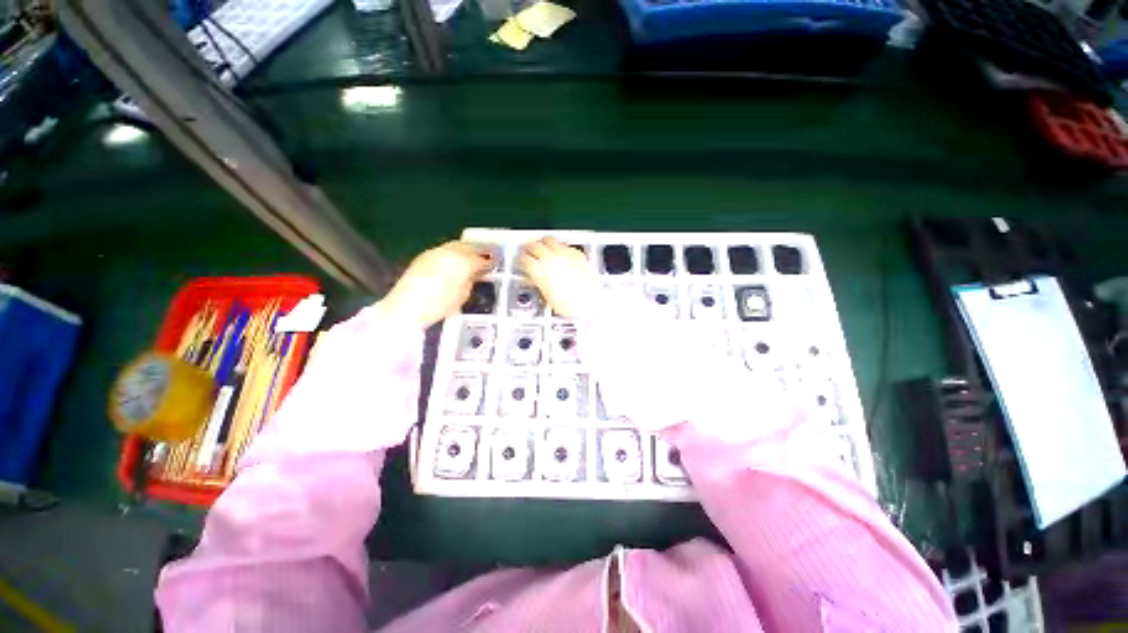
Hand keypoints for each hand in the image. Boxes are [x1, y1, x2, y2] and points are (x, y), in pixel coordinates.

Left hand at [376, 241, 493, 327]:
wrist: (405, 308)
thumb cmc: (439, 305)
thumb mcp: (463, 294)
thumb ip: (472, 279)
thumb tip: (477, 271)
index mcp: (462, 262)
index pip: (481, 258)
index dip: (491, 259)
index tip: (498, 261)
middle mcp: (450, 252)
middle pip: (469, 246)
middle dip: (480, 249)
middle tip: (489, 254)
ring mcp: (436, 252)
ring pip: (457, 245)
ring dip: (467, 248)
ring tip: (474, 255)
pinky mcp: (425, 255)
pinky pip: (446, 249)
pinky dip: (455, 252)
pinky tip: (457, 260)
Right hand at [519, 237, 599, 318]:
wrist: (590, 303)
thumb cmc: (569, 305)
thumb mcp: (548, 297)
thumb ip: (540, 283)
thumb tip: (536, 278)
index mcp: (540, 270)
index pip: (524, 258)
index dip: (521, 259)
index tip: (521, 260)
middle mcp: (550, 258)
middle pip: (534, 245)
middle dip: (529, 248)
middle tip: (528, 250)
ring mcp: (564, 253)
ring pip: (549, 240)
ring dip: (543, 243)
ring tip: (542, 247)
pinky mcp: (577, 253)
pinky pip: (564, 245)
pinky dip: (559, 247)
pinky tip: (560, 252)